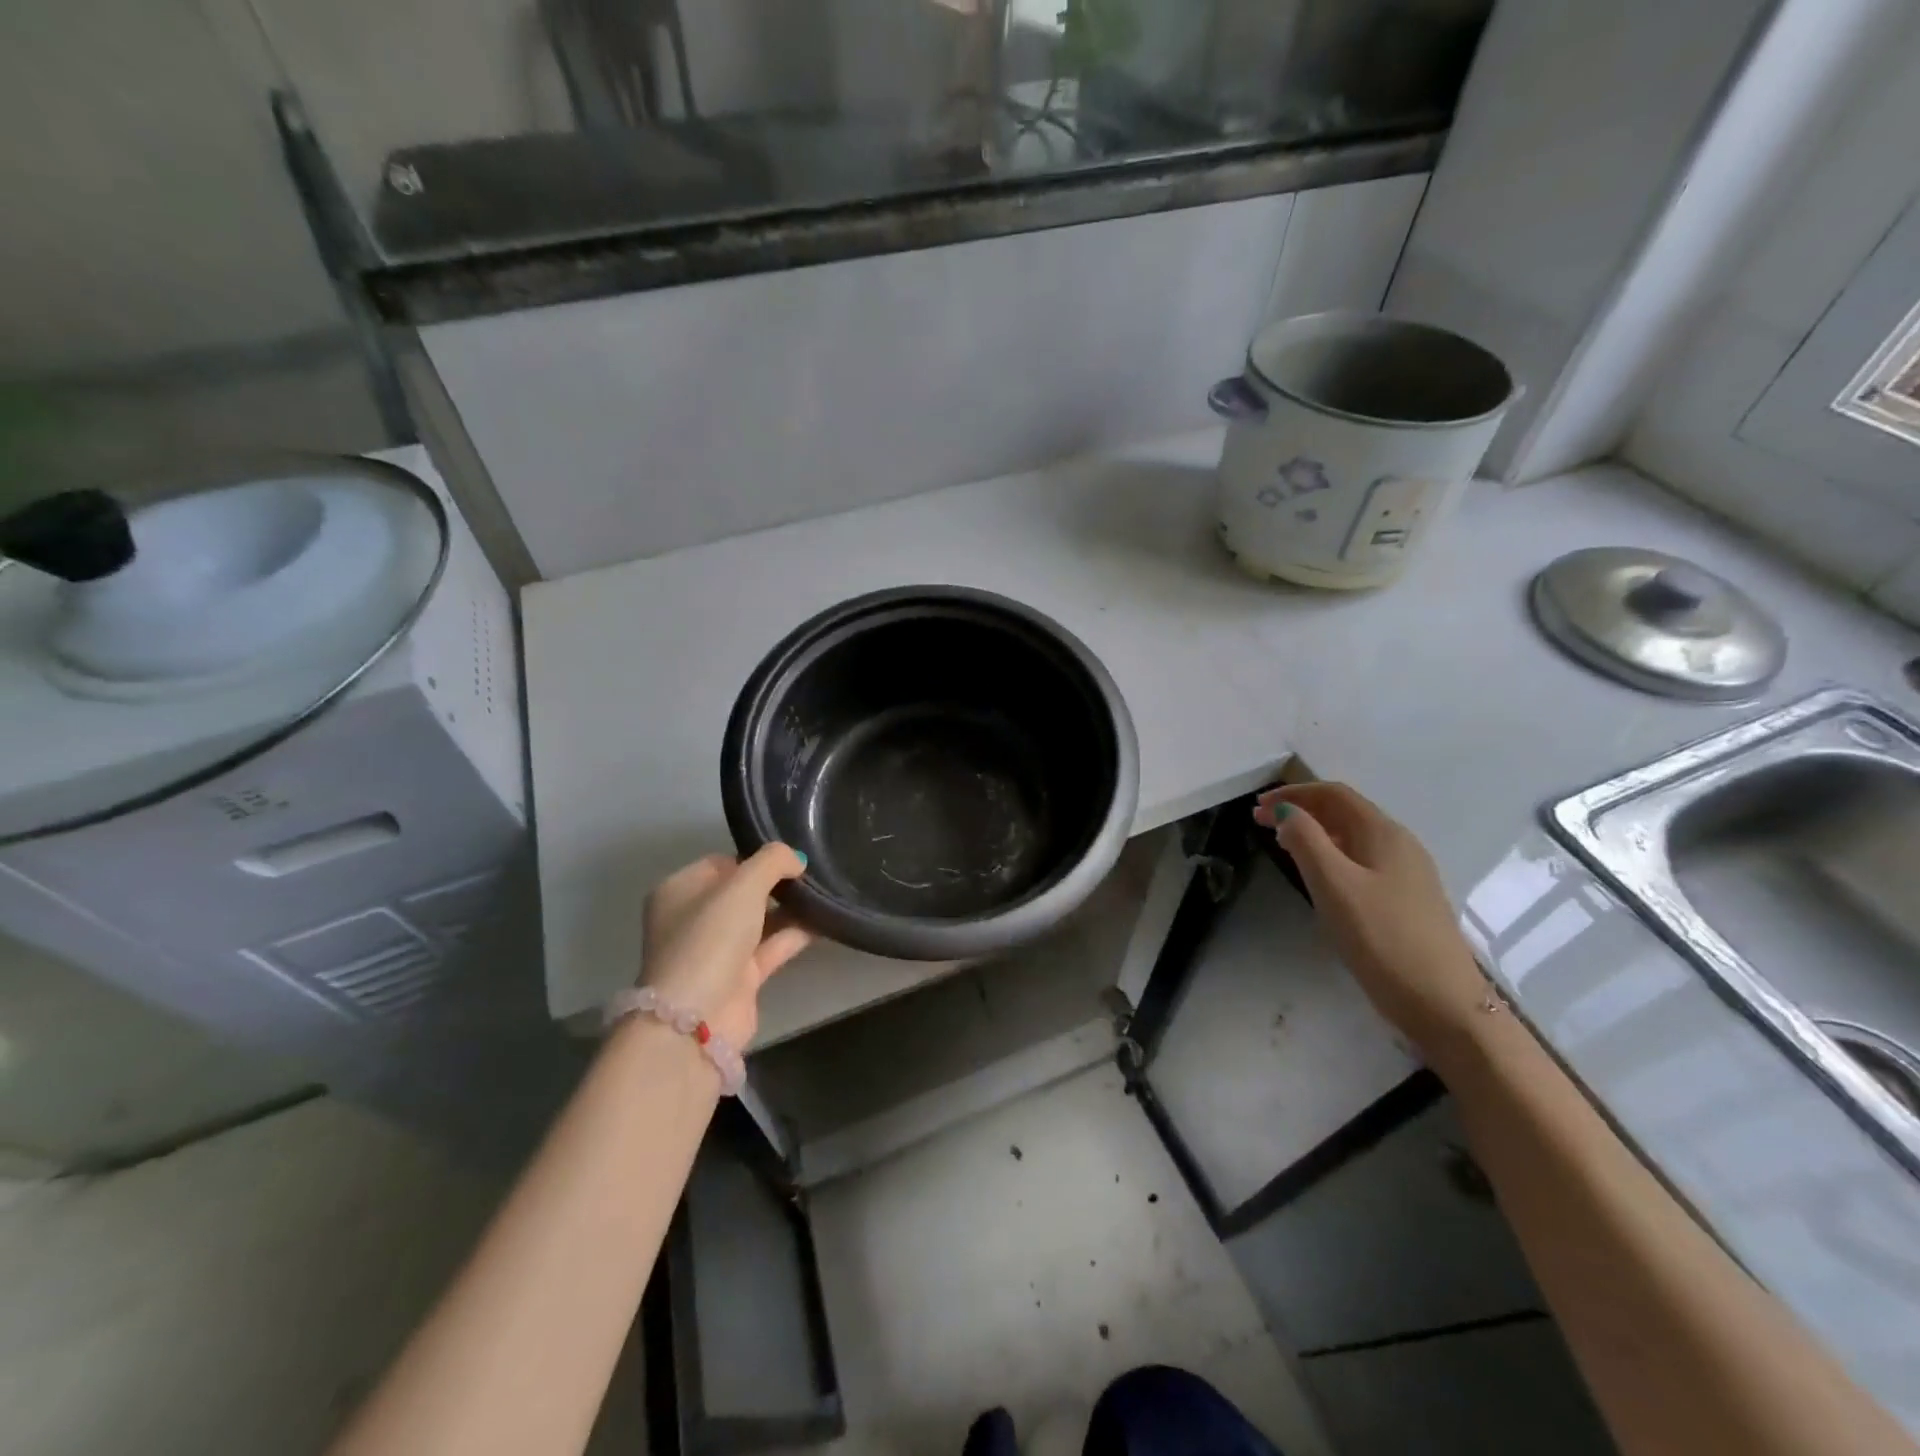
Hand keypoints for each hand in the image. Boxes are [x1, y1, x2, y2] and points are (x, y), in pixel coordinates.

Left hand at [641, 845, 812, 1049]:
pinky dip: (795, 935)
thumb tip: (796, 858)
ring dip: (789, 909)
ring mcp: (715, 951)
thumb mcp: (742, 886)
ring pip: (759, 920)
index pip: (722, 863)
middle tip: (812, 874)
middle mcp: (693, 919)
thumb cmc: (710, 939)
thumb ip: (772, 862)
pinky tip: (825, 921)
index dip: (754, 858)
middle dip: (776, 884)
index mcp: (679, 890)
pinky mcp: (738, 978)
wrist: (697, 1020)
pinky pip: (771, 947)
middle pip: (741, 892)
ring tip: (826, 893)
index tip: (789, 859)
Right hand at [1254, 782, 1489, 1050]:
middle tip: (1261, 824)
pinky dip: (1332, 855)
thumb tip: (1286, 812)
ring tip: (1283, 845)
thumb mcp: (1334, 885)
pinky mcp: (1407, 900)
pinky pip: (1363, 861)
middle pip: (1345, 811)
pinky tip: (1320, 877)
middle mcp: (1400, 844)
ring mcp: (1408, 874)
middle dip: (1301, 810)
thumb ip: (1306, 840)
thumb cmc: (1382, 938)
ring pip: (1354, 837)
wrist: (1443, 1003)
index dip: (1293, 793)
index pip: (1333, 794)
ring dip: (1315, 832)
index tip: (1256, 807)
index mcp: (1384, 833)